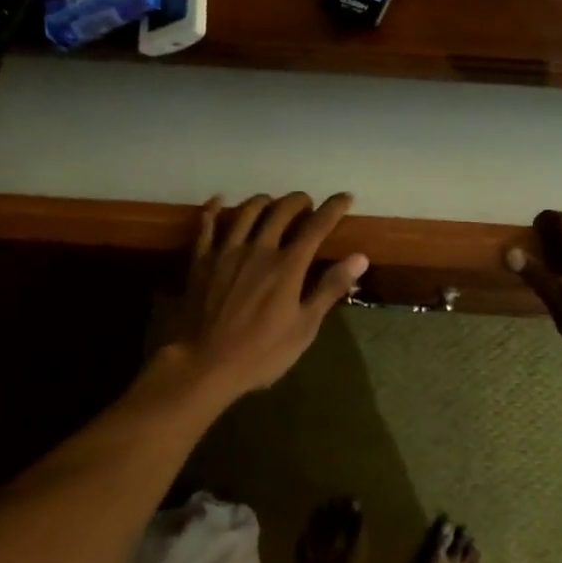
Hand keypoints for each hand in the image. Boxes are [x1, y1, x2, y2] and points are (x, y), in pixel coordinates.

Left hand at [166, 192, 368, 399]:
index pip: (316, 226)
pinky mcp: (201, 260)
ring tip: (272, 202)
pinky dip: (214, 209)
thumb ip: (330, 288)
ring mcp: (226, 251)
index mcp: (287, 266)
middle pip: (281, 211)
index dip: (333, 208)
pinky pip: (207, 225)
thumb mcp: (304, 327)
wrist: (204, 364)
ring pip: (246, 211)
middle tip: (307, 203)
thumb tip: (360, 257)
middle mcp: (258, 249)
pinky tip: (218, 200)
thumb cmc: (261, 352)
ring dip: (263, 201)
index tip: (345, 197)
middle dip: (298, 201)